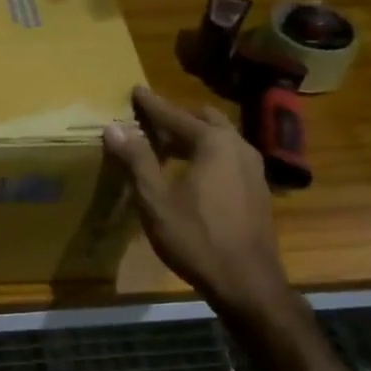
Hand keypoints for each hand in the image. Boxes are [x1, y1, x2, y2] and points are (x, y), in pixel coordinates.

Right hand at [101, 85, 291, 317]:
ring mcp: (253, 168)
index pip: (175, 116)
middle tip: (151, 122)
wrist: (246, 281)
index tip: (135, 90)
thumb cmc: (195, 237)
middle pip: (204, 121)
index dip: (152, 105)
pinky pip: (228, 157)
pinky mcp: (257, 189)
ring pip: (220, 139)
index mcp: (214, 143)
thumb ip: (136, 159)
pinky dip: (207, 154)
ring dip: (194, 136)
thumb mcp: (155, 199)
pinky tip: (192, 173)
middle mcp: (238, 147)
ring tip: (167, 146)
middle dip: (177, 118)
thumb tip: (112, 128)